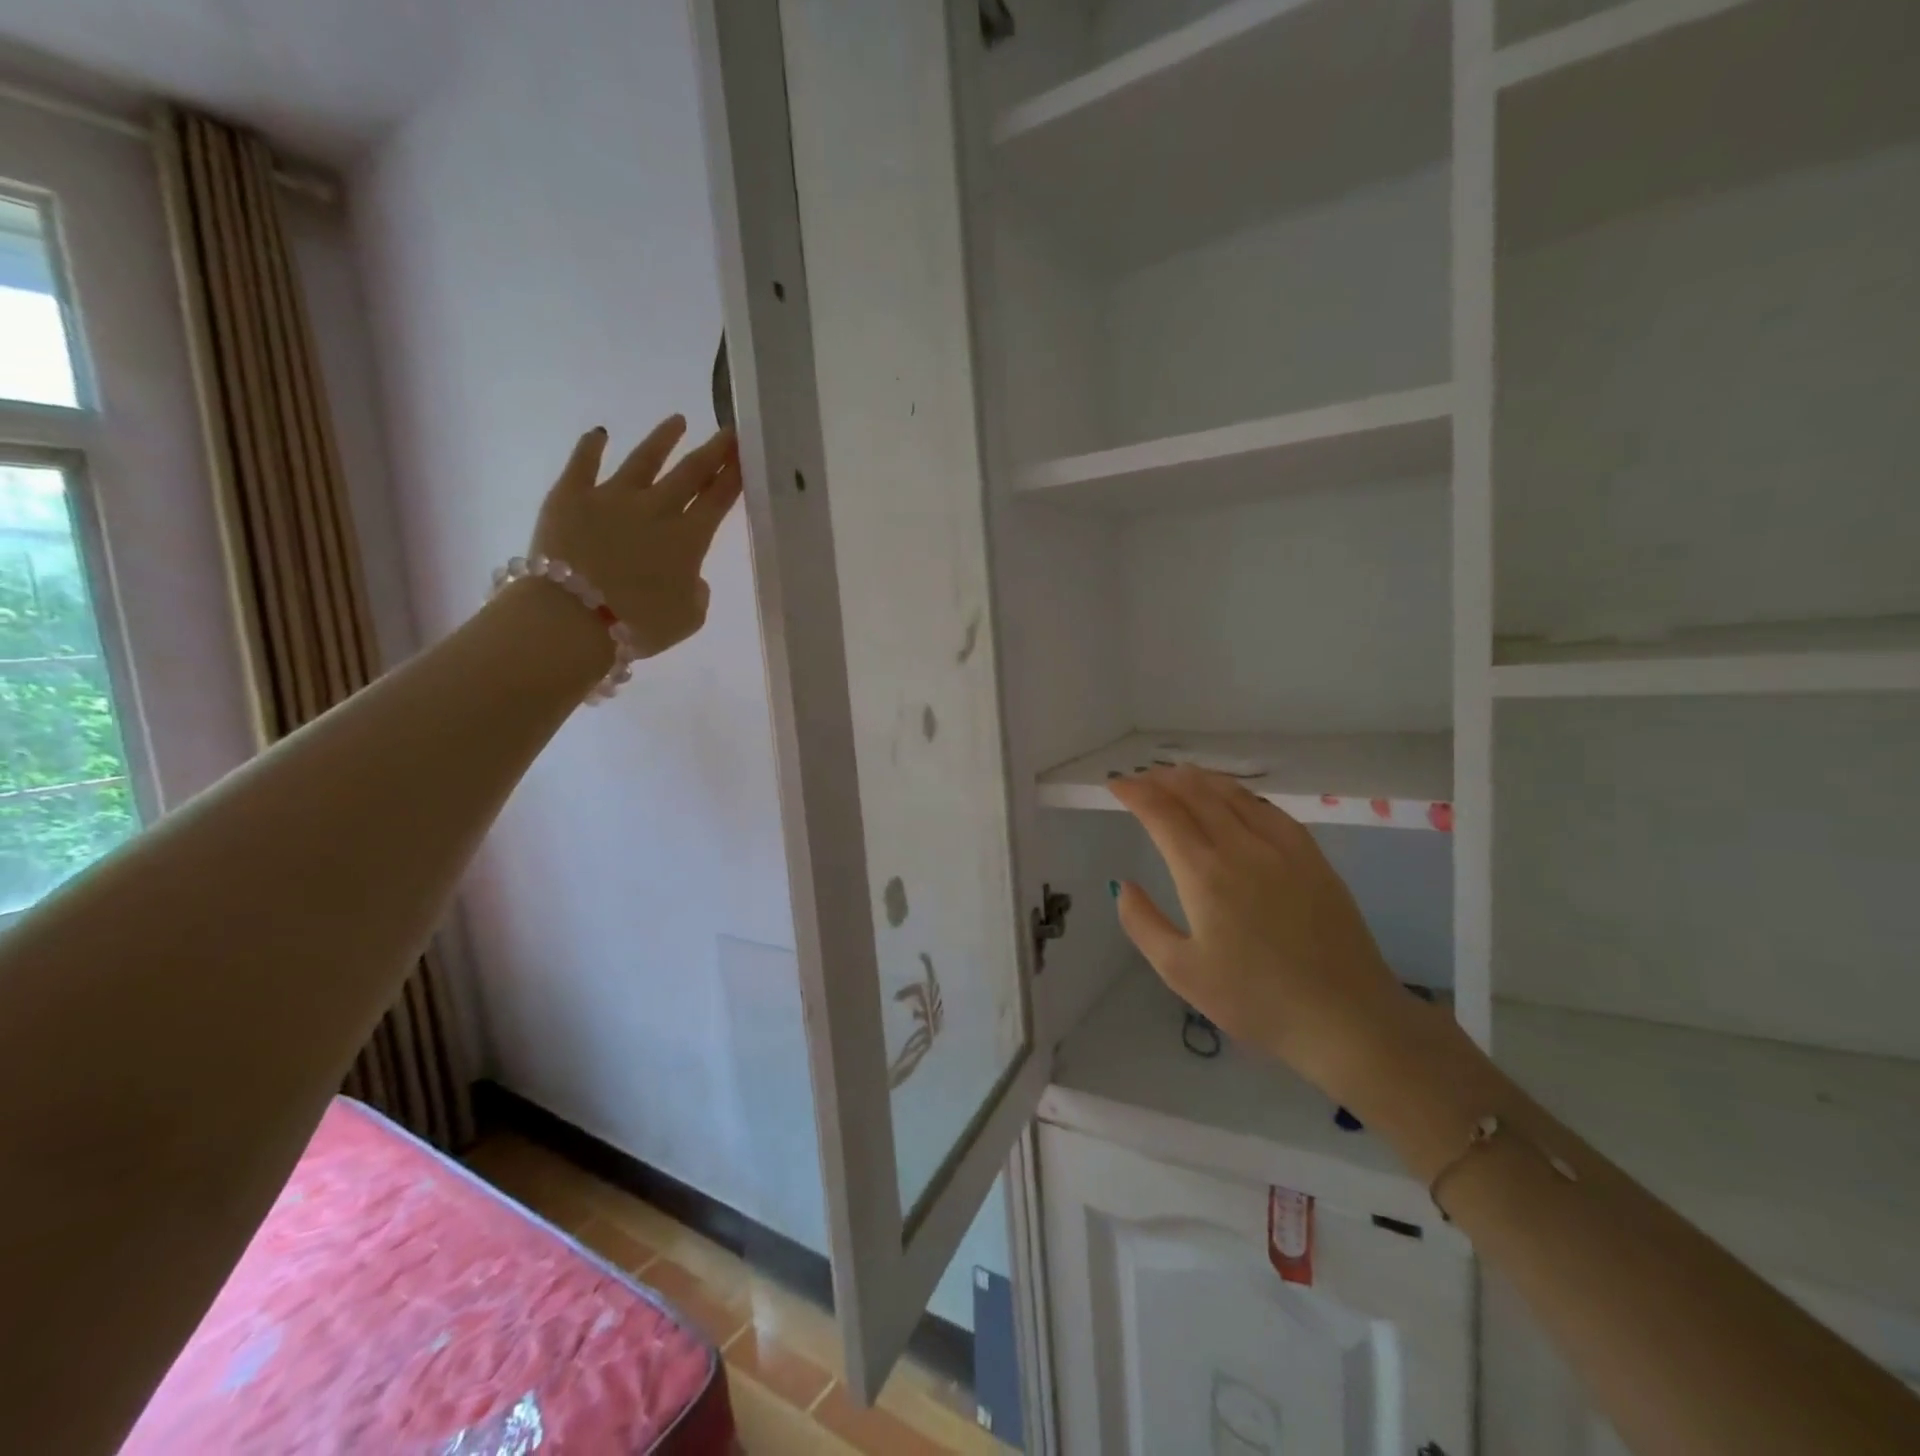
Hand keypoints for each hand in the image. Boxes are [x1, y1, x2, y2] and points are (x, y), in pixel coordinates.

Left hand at [529, 416, 741, 657]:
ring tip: (677, 421)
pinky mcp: (570, 496)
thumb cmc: (639, 626)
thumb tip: (690, 577)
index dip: (734, 475)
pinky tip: (599, 433)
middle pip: (690, 472)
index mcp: (688, 539)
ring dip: (663, 439)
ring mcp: (611, 497)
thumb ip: (697, 593)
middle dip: (713, 450)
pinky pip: (582, 464)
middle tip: (727, 431)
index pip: (718, 499)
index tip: (746, 453)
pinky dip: (591, 447)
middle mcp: (656, 509)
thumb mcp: (688, 619)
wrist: (572, 619)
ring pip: (644, 460)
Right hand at [1111, 767, 1418, 1102]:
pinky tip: (1233, 799)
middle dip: (1162, 779)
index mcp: (1204, 873)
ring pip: (1232, 793)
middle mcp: (1241, 846)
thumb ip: (1142, 923)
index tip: (1116, 784)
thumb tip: (1123, 885)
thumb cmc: (1255, 999)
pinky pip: (1267, 807)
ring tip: (1177, 778)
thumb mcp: (1181, 972)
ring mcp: (1282, 846)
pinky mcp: (1312, 855)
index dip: (1135, 792)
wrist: (1346, 1017)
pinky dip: (1238, 793)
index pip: (1161, 812)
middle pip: (1195, 792)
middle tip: (1141, 779)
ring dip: (1198, 779)